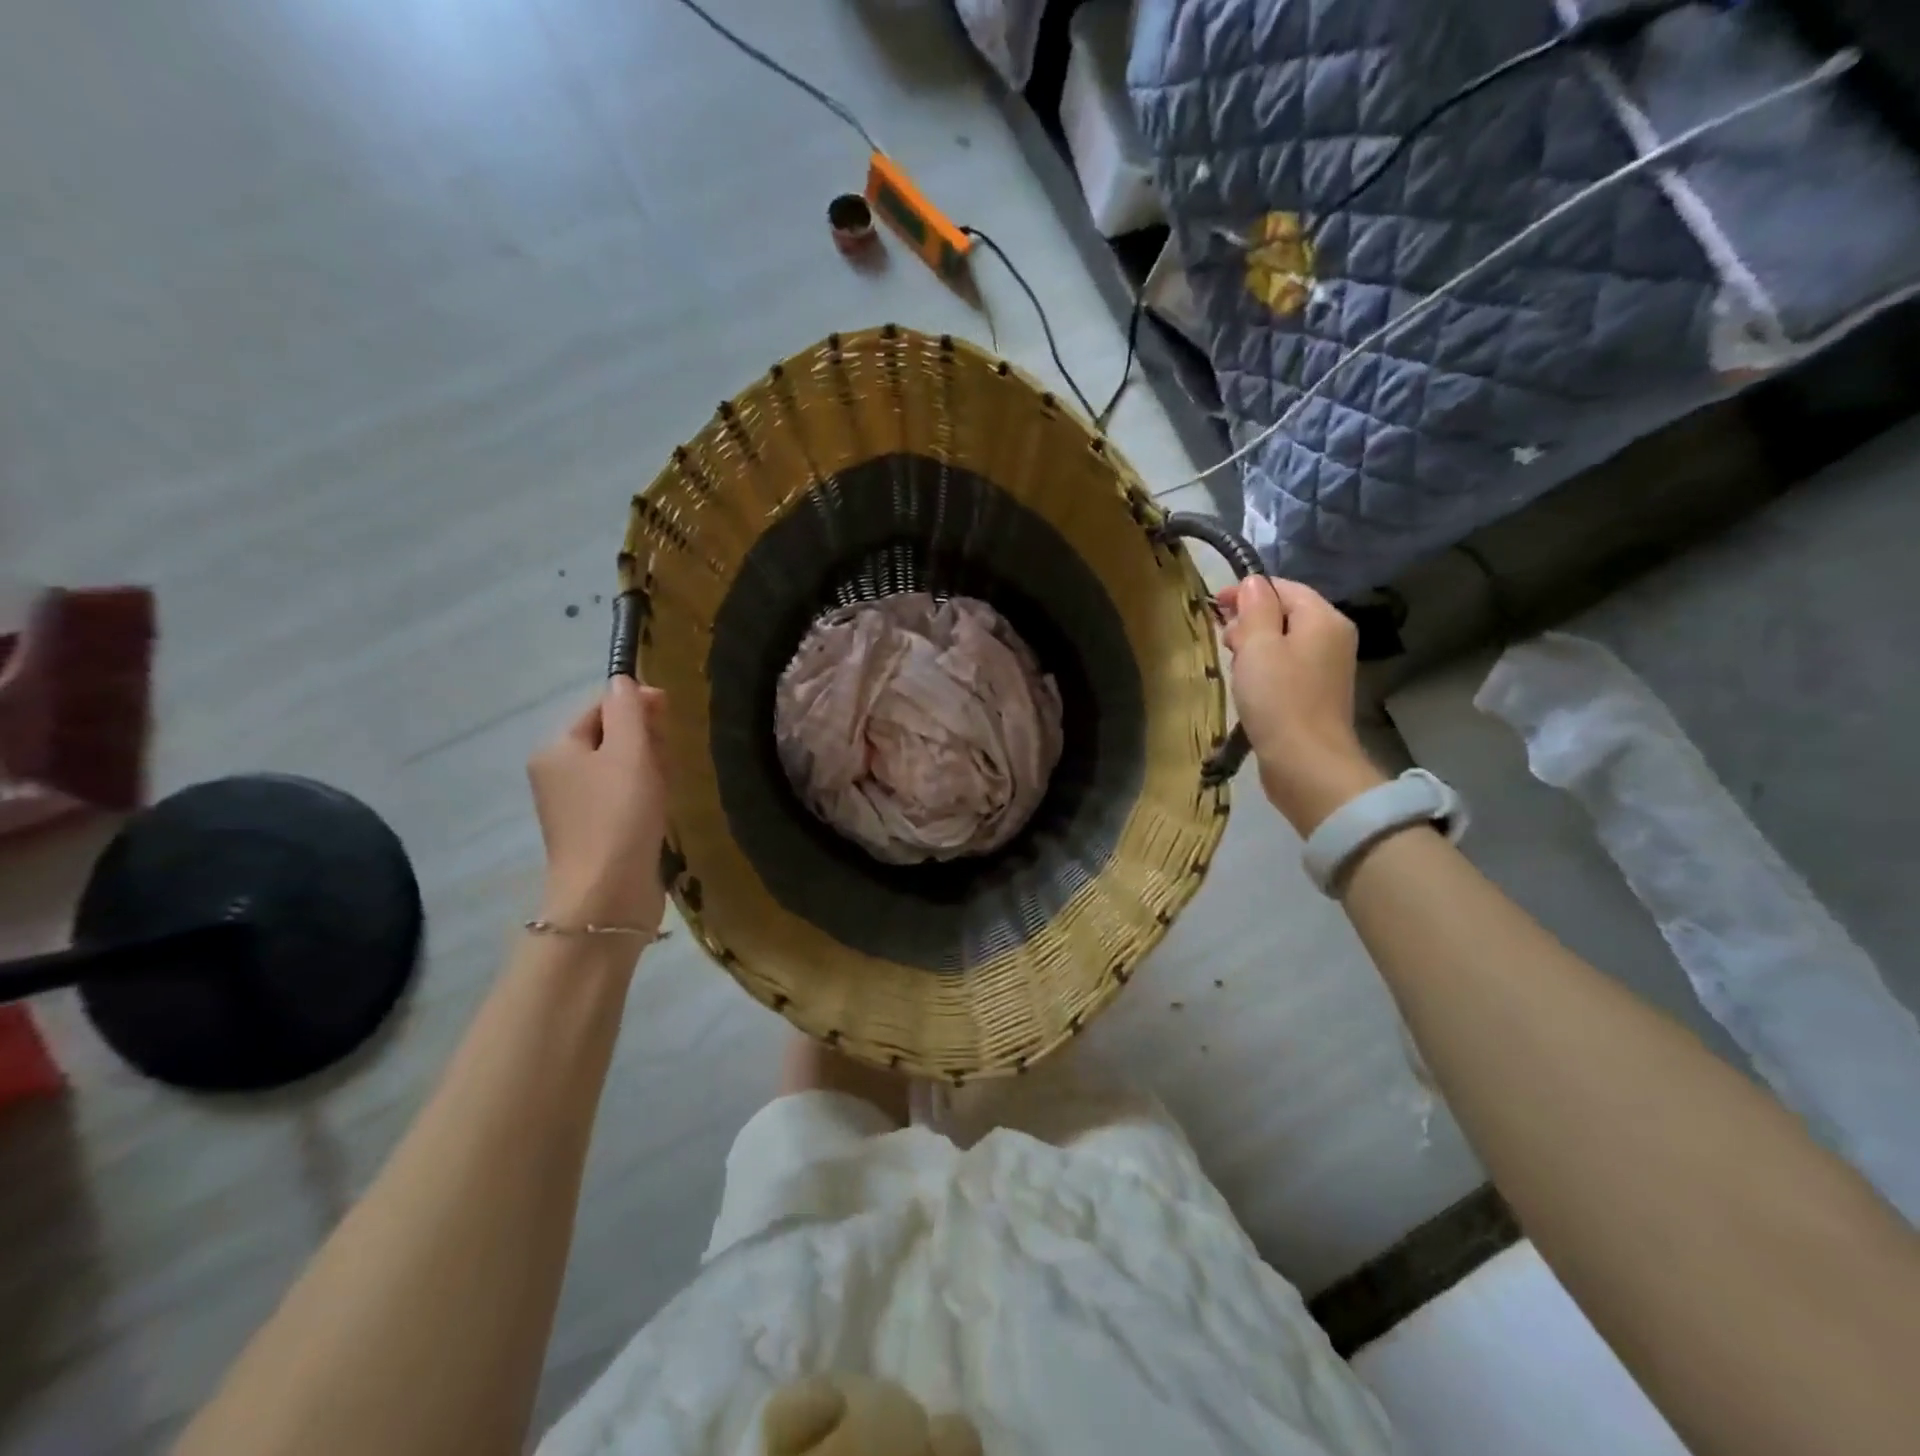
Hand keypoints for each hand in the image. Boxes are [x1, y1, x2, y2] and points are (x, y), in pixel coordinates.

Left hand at [527, 676, 669, 931]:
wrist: (608, 894)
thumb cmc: (619, 815)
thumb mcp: (629, 752)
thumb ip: (628, 711)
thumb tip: (624, 680)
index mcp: (557, 749)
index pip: (600, 708)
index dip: (636, 704)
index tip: (671, 713)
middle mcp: (560, 774)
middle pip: (611, 737)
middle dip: (645, 739)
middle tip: (668, 756)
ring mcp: (578, 806)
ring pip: (622, 768)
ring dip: (650, 767)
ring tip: (668, 784)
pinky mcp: (598, 832)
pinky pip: (625, 797)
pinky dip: (647, 794)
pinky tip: (662, 805)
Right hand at [1218, 577, 1384, 834]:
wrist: (1306, 764)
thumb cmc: (1279, 699)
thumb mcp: (1259, 646)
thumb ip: (1255, 609)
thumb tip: (1252, 583)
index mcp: (1323, 619)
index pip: (1283, 588)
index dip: (1247, 592)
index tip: (1214, 606)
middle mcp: (1332, 638)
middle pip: (1285, 614)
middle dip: (1249, 621)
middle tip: (1224, 642)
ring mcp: (1326, 669)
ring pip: (1283, 643)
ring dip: (1254, 648)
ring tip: (1231, 665)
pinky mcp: (1315, 696)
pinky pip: (1286, 668)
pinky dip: (1264, 670)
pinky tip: (1247, 687)